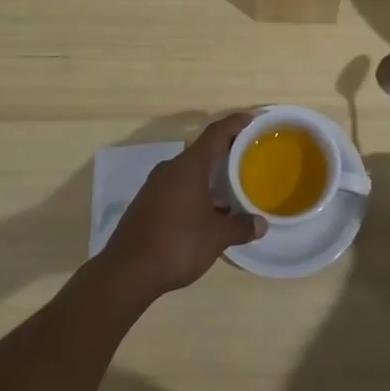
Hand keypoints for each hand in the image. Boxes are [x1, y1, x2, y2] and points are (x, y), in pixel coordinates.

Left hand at [99, 114, 265, 301]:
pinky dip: (195, 191)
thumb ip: (240, 227)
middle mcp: (171, 168)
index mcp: (189, 166)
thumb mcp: (216, 238)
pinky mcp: (147, 202)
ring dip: (209, 176)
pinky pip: (177, 187)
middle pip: (202, 151)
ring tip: (231, 187)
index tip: (251, 119)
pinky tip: (207, 212)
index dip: (234, 124)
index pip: (215, 133)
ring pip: (188, 171)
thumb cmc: (177, 244)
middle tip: (246, 156)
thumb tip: (261, 224)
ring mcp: (155, 185)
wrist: (127, 271)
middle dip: (224, 152)